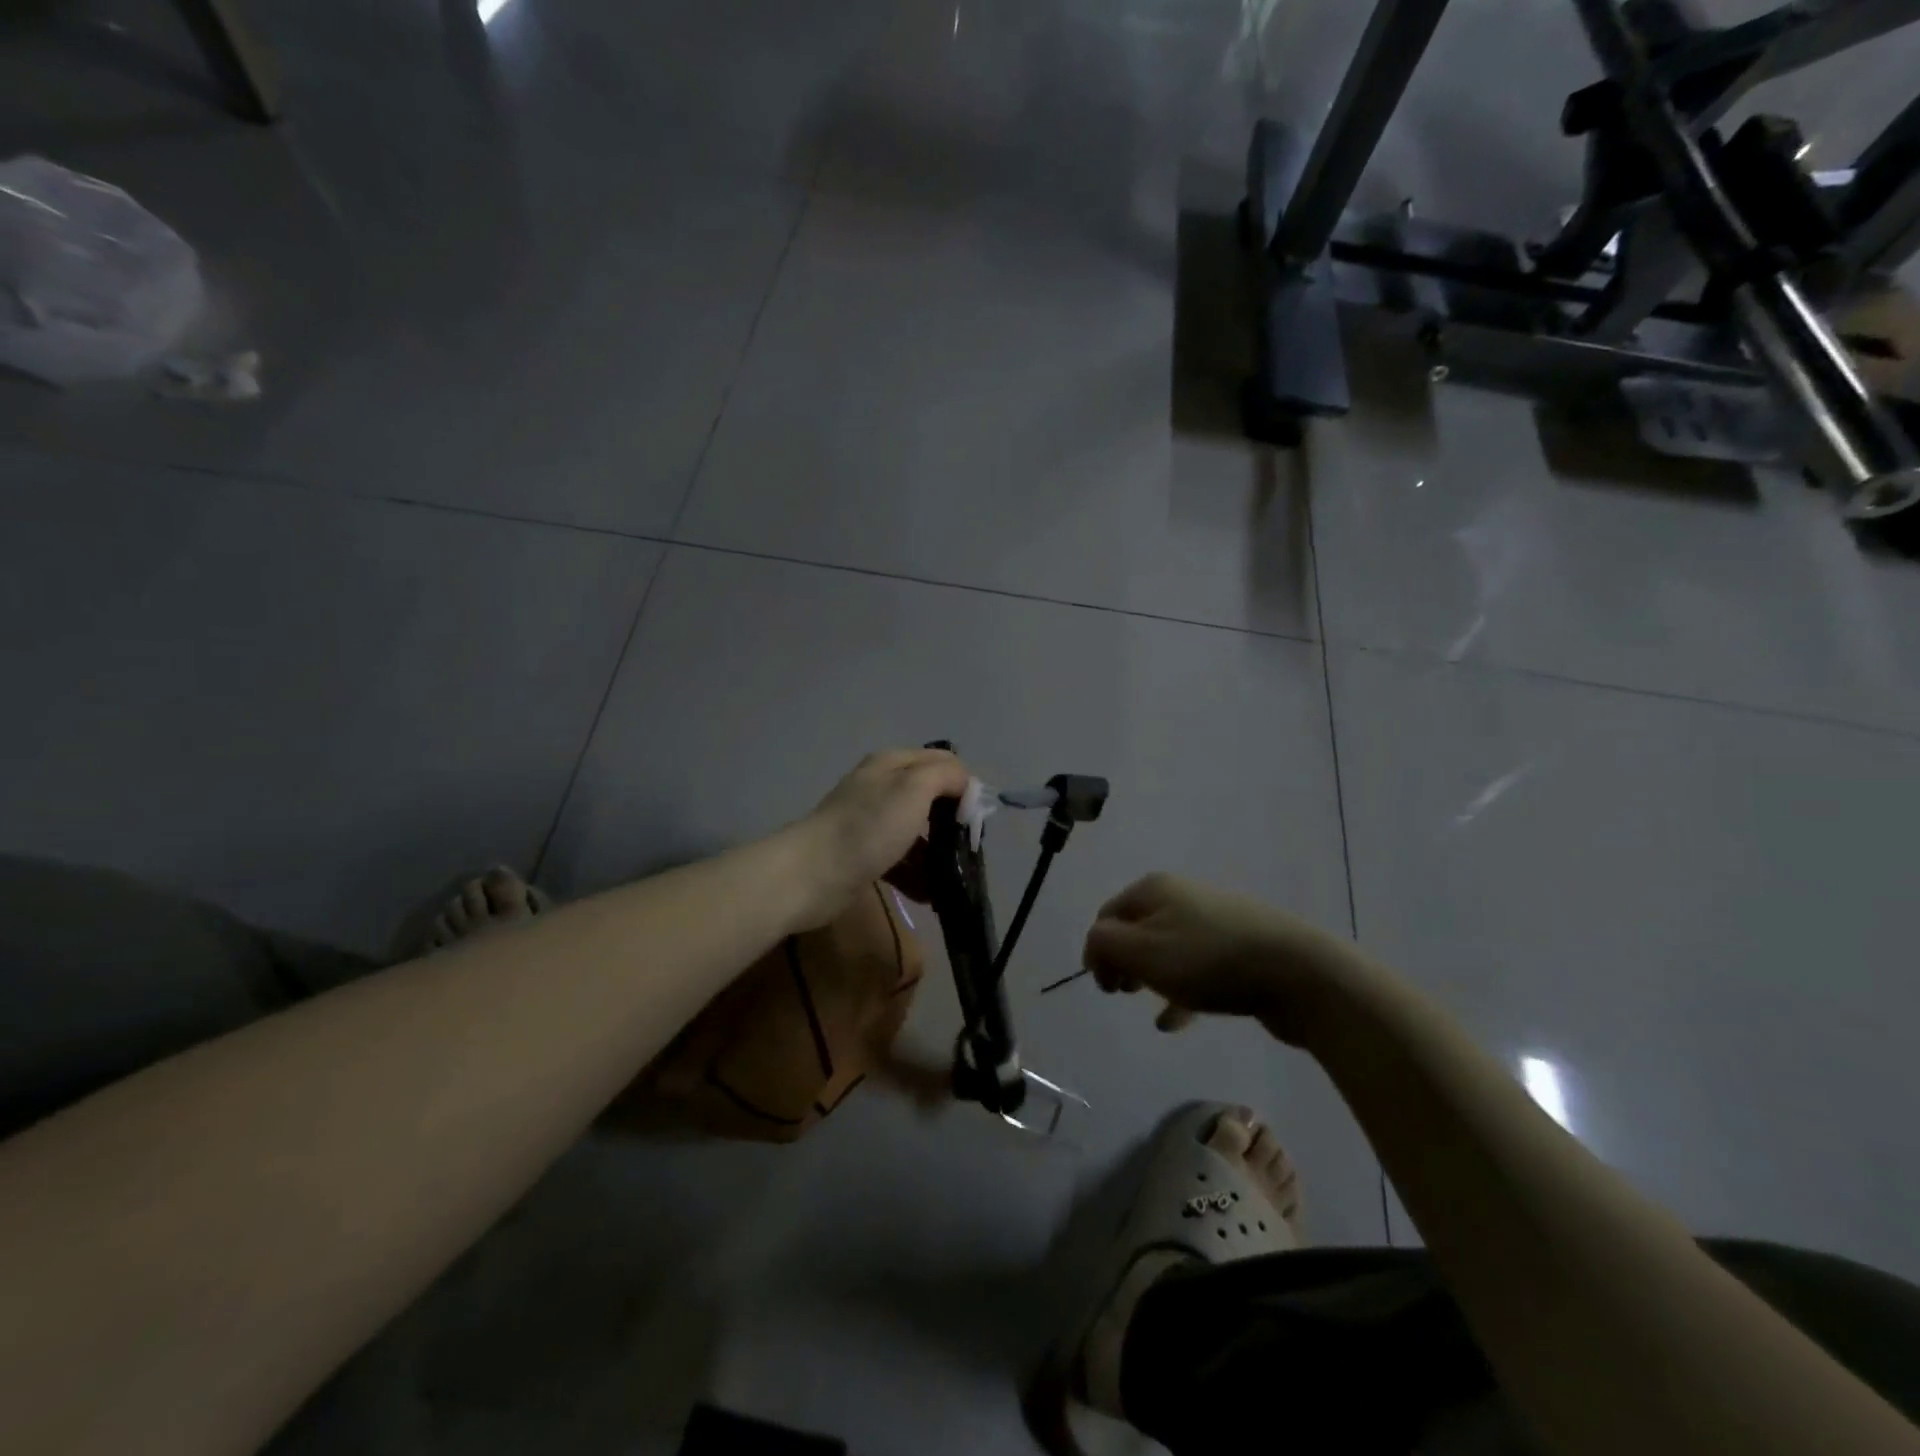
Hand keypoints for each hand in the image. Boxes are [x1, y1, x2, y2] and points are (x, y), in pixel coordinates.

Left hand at [790, 749, 970, 927]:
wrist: (811, 875)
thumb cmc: (868, 828)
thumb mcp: (914, 789)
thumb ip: (945, 776)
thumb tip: (966, 783)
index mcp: (892, 765)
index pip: (942, 762)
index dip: (964, 785)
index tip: (977, 818)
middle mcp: (882, 788)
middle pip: (930, 799)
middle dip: (953, 824)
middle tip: (969, 850)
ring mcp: (871, 824)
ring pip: (917, 834)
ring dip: (938, 856)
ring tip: (955, 880)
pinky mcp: (864, 856)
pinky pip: (900, 861)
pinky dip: (917, 876)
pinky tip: (931, 896)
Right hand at [1082, 873, 1364, 1043]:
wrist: (1296, 972)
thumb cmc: (1208, 960)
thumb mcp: (1142, 951)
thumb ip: (1104, 944)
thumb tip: (1096, 945)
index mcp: (1154, 889)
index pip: (1107, 915)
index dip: (1097, 950)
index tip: (1104, 987)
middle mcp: (1181, 896)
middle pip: (1136, 929)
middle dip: (1123, 961)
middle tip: (1122, 992)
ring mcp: (1214, 921)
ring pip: (1166, 949)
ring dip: (1150, 976)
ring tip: (1146, 1004)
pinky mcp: (1239, 949)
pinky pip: (1197, 969)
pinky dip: (1181, 991)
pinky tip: (1175, 1021)